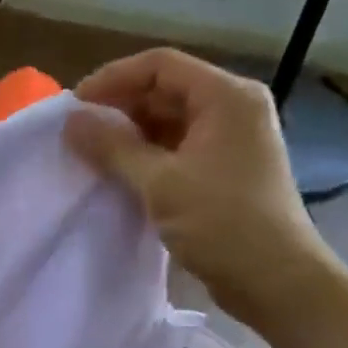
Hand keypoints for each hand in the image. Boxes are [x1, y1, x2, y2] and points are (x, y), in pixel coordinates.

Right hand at [63, 49, 339, 335]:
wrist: (277, 281)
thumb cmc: (223, 224)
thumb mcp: (160, 183)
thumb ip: (112, 148)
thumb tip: (70, 122)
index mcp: (226, 97)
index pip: (160, 66)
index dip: (113, 79)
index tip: (74, 106)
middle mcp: (233, 108)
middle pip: (165, 90)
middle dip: (119, 107)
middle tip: (78, 133)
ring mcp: (231, 140)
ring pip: (170, 121)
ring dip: (130, 134)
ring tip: (92, 154)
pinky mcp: (225, 170)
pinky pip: (178, 148)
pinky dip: (147, 156)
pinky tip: (119, 174)